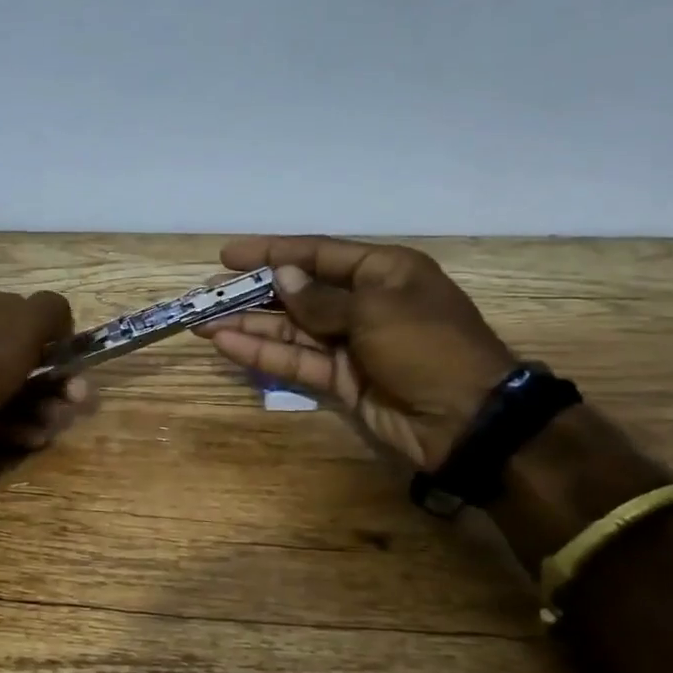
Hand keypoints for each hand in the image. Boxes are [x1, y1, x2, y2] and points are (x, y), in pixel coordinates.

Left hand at [0, 281, 91, 449]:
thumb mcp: (24, 323)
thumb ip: (50, 311)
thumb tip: (60, 322)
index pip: (16, 310)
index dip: (48, 335)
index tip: (71, 361)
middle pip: (14, 354)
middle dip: (51, 379)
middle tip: (76, 400)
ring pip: (3, 390)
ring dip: (39, 406)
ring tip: (56, 424)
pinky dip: (13, 427)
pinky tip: (32, 439)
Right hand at [198, 236, 515, 468]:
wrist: (467, 421)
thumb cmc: (427, 347)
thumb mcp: (376, 311)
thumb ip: (321, 298)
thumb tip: (283, 277)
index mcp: (383, 272)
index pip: (318, 253)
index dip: (273, 252)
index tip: (229, 256)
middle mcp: (364, 303)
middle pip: (298, 292)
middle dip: (253, 293)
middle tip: (208, 295)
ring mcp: (351, 343)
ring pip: (291, 329)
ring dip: (249, 325)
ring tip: (204, 322)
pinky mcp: (341, 379)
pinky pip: (297, 360)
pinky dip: (264, 353)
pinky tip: (228, 345)